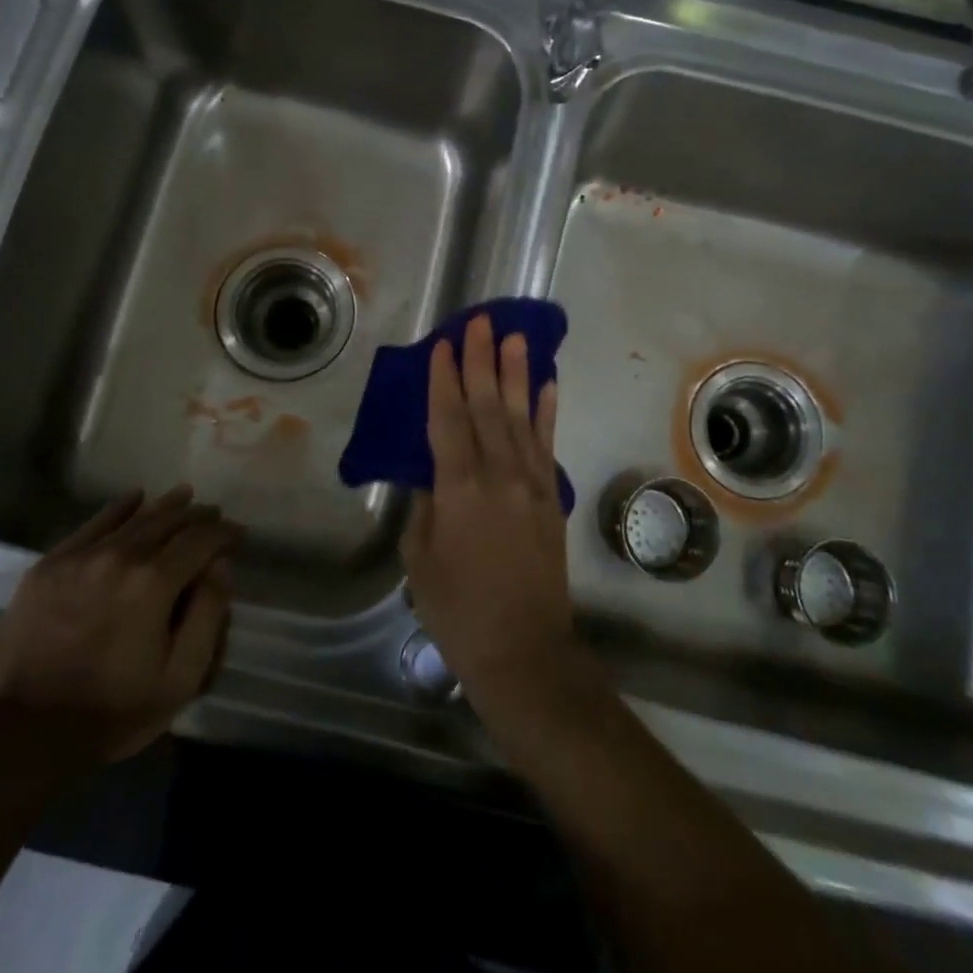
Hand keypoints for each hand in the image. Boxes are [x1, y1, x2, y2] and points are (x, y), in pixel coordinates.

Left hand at [0, 486, 238, 763]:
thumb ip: (208, 614)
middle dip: (198, 516)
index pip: (201, 540)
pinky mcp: (49, 565)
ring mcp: (81, 557)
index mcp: (155, 582)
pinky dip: (119, 508)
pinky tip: (135, 499)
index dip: (225, 533)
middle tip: (214, 517)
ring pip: (134, 518)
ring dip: (165, 506)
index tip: (238, 534)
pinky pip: (92, 524)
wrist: (21, 735)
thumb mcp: (180, 677)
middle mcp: (120, 556)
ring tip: (184, 497)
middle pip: (169, 521)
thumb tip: (221, 565)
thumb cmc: (112, 711)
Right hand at [402, 314, 580, 710]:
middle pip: (487, 406)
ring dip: (517, 373)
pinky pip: (548, 444)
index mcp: (459, 489)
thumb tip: (432, 475)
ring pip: (521, 416)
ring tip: (515, 337)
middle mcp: (499, 475)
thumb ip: (425, 507)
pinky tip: (547, 384)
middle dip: (482, 360)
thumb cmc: (459, 611)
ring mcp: (531, 483)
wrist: (525, 651)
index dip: (444, 379)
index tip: (443, 344)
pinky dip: (547, 410)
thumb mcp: (421, 560)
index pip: (448, 420)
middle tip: (481, 322)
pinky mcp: (551, 496)